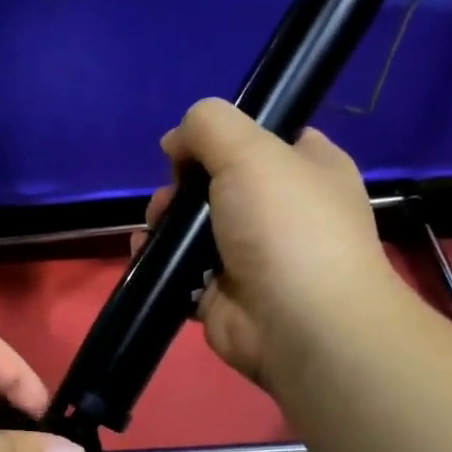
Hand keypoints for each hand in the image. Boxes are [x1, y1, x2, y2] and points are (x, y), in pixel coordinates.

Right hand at [140, 98, 406, 390]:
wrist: (299, 324)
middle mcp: (281, 212)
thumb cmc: (285, 227)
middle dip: (182, 186)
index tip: (189, 148)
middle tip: (170, 197)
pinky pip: (181, 272)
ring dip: (165, 224)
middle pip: (218, 184)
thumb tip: (176, 142)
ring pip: (194, 230)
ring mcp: (251, 257)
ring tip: (153, 228)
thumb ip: (208, 127)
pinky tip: (143, 254)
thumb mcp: (250, 151)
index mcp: (307, 169)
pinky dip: (158, 263)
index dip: (222, 137)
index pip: (263, 139)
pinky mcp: (222, 296)